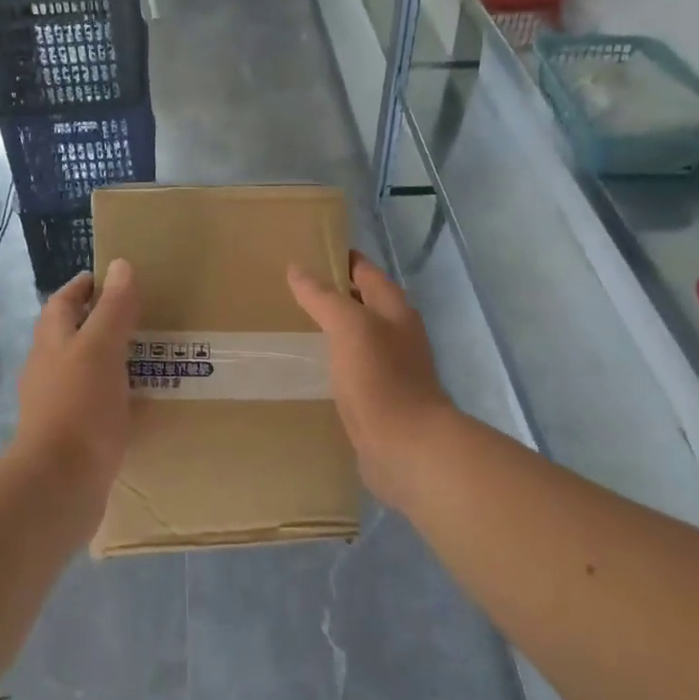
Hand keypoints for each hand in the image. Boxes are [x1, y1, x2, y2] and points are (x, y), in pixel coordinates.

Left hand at [14, 260, 140, 495]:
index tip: (111, 278)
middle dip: (99, 321)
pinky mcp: (72, 434)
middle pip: (71, 335)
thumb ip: (113, 308)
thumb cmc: (80, 406)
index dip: (84, 286)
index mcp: (52, 343)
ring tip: (146, 355)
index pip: (63, 302)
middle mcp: (48, 369)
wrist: (61, 482)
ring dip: (110, 359)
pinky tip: (139, 400)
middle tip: (139, 316)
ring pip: (84, 369)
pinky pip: (95, 402)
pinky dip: (115, 393)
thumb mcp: (101, 348)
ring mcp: (57, 404)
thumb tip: (120, 265)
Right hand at [287, 252, 455, 507]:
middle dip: (335, 294)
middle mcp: (398, 336)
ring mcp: (391, 369)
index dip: (343, 259)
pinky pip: (353, 371)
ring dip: (334, 330)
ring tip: (295, 326)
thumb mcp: (349, 327)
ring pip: (359, 339)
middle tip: (293, 290)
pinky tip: (311, 369)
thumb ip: (324, 297)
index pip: (367, 272)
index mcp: (395, 311)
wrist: (406, 447)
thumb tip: (297, 268)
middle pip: (365, 305)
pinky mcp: (379, 400)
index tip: (309, 252)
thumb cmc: (380, 378)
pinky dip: (334, 362)